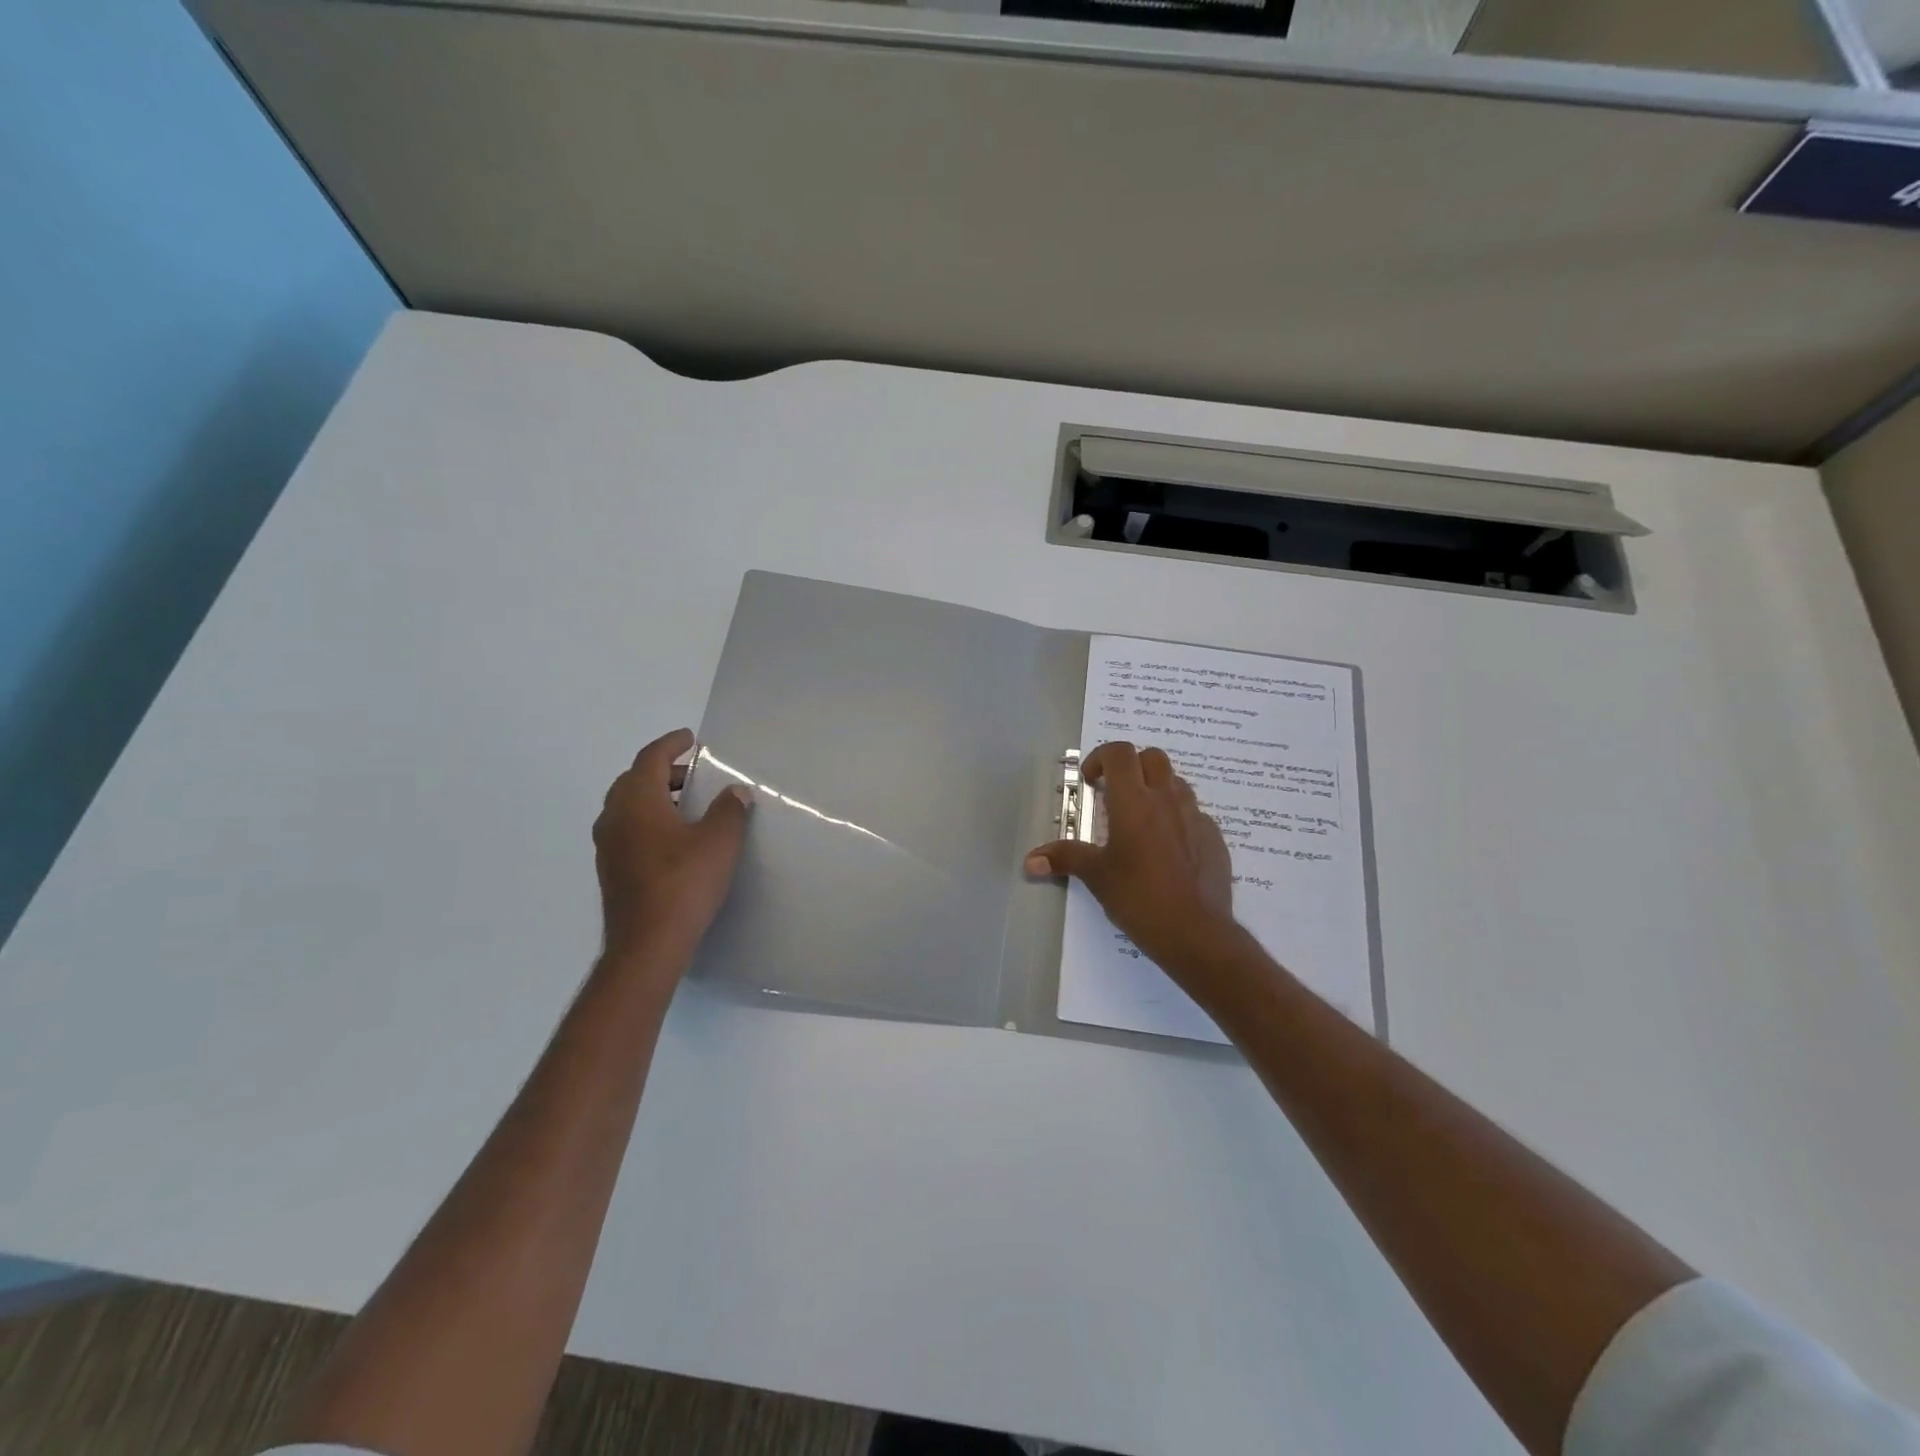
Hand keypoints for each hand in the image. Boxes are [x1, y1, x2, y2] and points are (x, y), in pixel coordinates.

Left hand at [594, 728, 752, 969]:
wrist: (647, 946)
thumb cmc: (684, 884)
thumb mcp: (719, 842)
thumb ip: (729, 810)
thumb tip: (736, 792)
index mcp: (637, 802)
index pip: (650, 759)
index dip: (671, 744)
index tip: (691, 739)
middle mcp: (614, 818)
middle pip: (634, 780)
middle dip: (662, 771)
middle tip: (693, 774)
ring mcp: (608, 847)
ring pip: (628, 807)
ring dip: (654, 797)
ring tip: (686, 805)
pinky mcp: (611, 871)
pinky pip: (627, 830)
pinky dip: (648, 821)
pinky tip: (673, 839)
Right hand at [1025, 742, 1240, 976]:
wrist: (1196, 932)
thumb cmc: (1139, 898)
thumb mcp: (1096, 876)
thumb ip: (1064, 858)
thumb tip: (1030, 860)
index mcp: (1134, 802)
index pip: (1120, 753)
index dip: (1101, 758)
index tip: (1091, 781)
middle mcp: (1167, 799)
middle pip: (1153, 757)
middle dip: (1131, 766)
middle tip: (1115, 793)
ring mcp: (1196, 817)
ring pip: (1176, 782)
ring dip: (1156, 788)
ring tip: (1141, 819)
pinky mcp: (1214, 838)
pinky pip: (1194, 813)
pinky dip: (1177, 817)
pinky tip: (1167, 847)